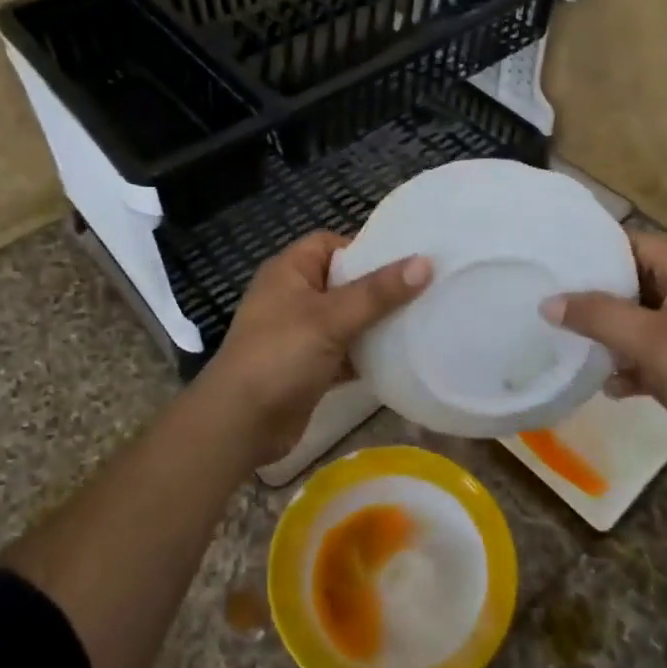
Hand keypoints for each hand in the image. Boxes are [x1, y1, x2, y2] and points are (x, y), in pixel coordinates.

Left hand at [193, 231, 431, 467]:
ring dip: (376, 323)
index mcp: (289, 271)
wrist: (240, 424)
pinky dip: (367, 355)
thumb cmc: (280, 355)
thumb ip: (378, 292)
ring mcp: (300, 334)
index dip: (364, 248)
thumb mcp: (331, 317)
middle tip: (425, 290)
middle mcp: (293, 296)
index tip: (404, 259)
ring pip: (347, 319)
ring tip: (422, 320)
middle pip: (343, 282)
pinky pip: (345, 352)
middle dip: (379, 288)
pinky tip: (401, 358)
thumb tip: (426, 262)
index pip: (330, 243)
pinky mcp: (309, 367)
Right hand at [543, 232, 666, 438]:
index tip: (551, 268)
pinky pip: (658, 349)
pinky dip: (637, 363)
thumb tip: (547, 301)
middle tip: (553, 310)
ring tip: (575, 349)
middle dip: (595, 300)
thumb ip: (596, 316)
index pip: (626, 242)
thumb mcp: (648, 340)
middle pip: (631, 281)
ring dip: (613, 336)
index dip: (590, 254)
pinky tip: (614, 388)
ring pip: (642, 318)